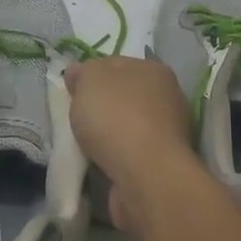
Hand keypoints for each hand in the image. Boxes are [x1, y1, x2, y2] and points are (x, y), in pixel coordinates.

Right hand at [65, 57, 197, 233]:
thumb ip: (83, 73)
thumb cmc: (117, 117)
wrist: (144, 175)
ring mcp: (168, 133)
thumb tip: (79, 73)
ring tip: (85, 146)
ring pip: (127, 126)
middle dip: (101, 107)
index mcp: (154, 70)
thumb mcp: (90, 80)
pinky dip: (115, 157)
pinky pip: (130, 153)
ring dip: (108, 135)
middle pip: (123, 96)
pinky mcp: (161, 163)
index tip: (72, 91)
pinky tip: (100, 163)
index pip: (117, 65)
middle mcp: (168, 98)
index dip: (91, 75)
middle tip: (77, 119)